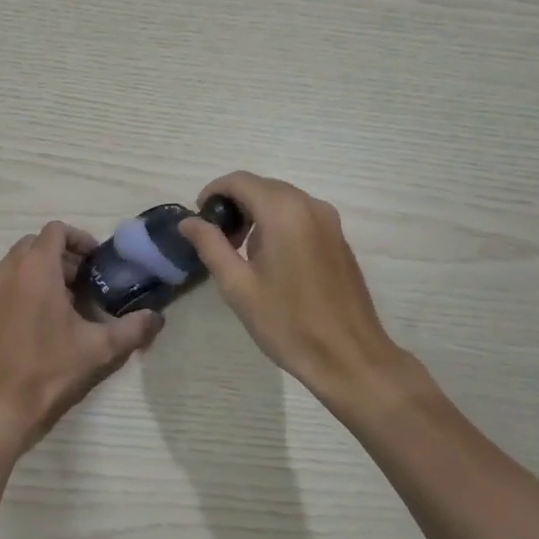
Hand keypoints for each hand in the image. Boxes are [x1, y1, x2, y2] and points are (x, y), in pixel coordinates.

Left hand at [0, 221, 163, 453]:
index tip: (98, 261)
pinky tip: (51, 317)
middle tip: (88, 279)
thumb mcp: (98, 348)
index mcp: (36, 267)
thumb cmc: (48, 367)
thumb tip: (157, 318)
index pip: (57, 230)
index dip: (80, 239)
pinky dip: (31, 284)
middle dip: (64, 254)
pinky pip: (12, 280)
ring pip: (23, 261)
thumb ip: (132, 329)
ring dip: (47, 268)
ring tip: (72, 297)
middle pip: (39, 243)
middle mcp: (12, 270)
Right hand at [179, 172, 403, 400]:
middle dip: (234, 205)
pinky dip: (278, 224)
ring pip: (282, 200)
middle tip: (217, 240)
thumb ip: (210, 245)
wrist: (350, 358)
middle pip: (262, 187)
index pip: (239, 181)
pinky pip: (301, 216)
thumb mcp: (238, 286)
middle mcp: (309, 205)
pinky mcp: (339, 238)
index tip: (199, 220)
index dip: (213, 192)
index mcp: (283, 211)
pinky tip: (272, 262)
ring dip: (256, 215)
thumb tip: (188, 221)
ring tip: (241, 254)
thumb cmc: (288, 323)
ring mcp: (329, 221)